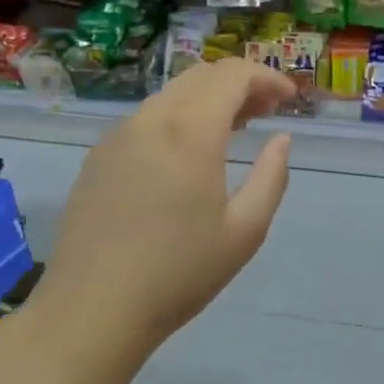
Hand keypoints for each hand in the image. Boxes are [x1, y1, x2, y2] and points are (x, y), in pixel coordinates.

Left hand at [37, 59, 296, 359]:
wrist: (93, 309)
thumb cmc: (179, 272)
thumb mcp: (245, 230)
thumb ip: (272, 176)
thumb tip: (281, 139)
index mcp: (190, 131)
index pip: (233, 76)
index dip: (268, 78)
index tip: (290, 99)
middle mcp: (151, 119)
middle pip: (201, 75)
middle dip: (240, 83)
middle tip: (267, 110)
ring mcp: (118, 136)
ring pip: (171, 94)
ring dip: (209, 99)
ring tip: (235, 129)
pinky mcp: (98, 157)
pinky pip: (147, 118)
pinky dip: (179, 117)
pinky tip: (188, 153)